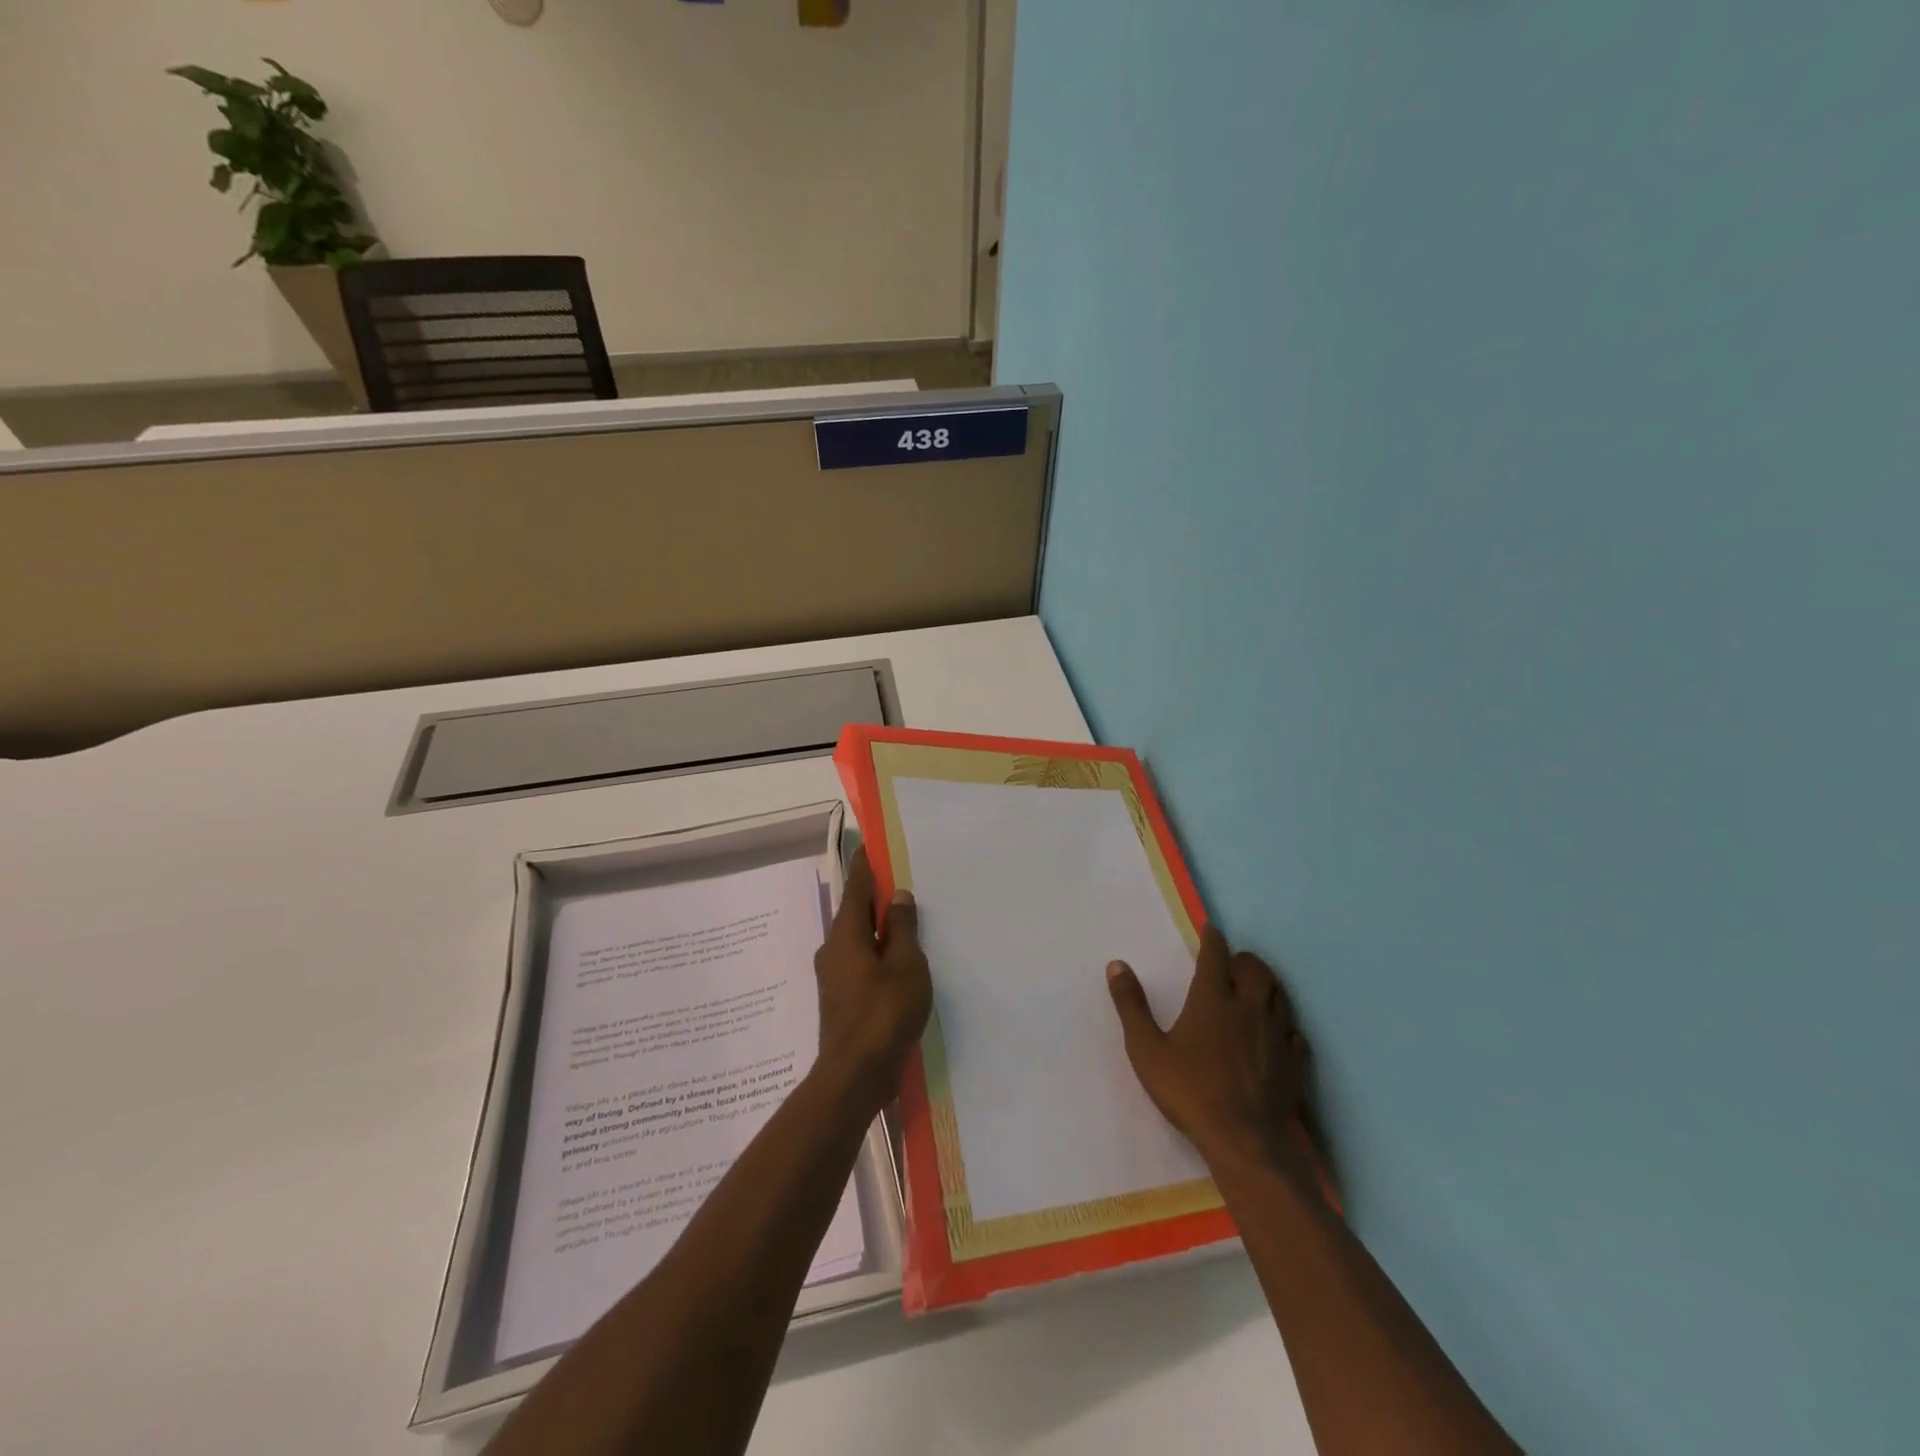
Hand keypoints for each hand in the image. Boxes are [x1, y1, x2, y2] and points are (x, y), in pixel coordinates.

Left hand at [814, 848, 931, 1106]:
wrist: (855, 1076)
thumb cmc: (884, 1012)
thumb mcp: (906, 965)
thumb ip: (902, 929)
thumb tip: (898, 897)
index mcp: (846, 935)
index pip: (857, 888)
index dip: (866, 867)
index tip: (871, 848)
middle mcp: (833, 950)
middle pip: (855, 914)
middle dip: (874, 899)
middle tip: (899, 884)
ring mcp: (834, 978)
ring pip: (858, 941)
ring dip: (878, 930)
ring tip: (904, 923)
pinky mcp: (841, 1001)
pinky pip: (860, 964)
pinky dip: (877, 954)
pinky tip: (897, 963)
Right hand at [1106, 927, 1310, 1173]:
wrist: (1244, 1141)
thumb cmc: (1189, 1091)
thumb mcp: (1146, 1049)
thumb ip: (1132, 1005)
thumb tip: (1117, 965)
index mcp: (1213, 999)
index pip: (1216, 956)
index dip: (1213, 939)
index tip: (1211, 930)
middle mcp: (1248, 1008)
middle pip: (1255, 969)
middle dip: (1244, 959)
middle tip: (1233, 961)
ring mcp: (1276, 1035)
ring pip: (1279, 995)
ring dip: (1267, 984)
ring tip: (1256, 986)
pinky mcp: (1294, 1062)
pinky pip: (1295, 1032)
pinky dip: (1285, 1023)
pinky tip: (1279, 1032)